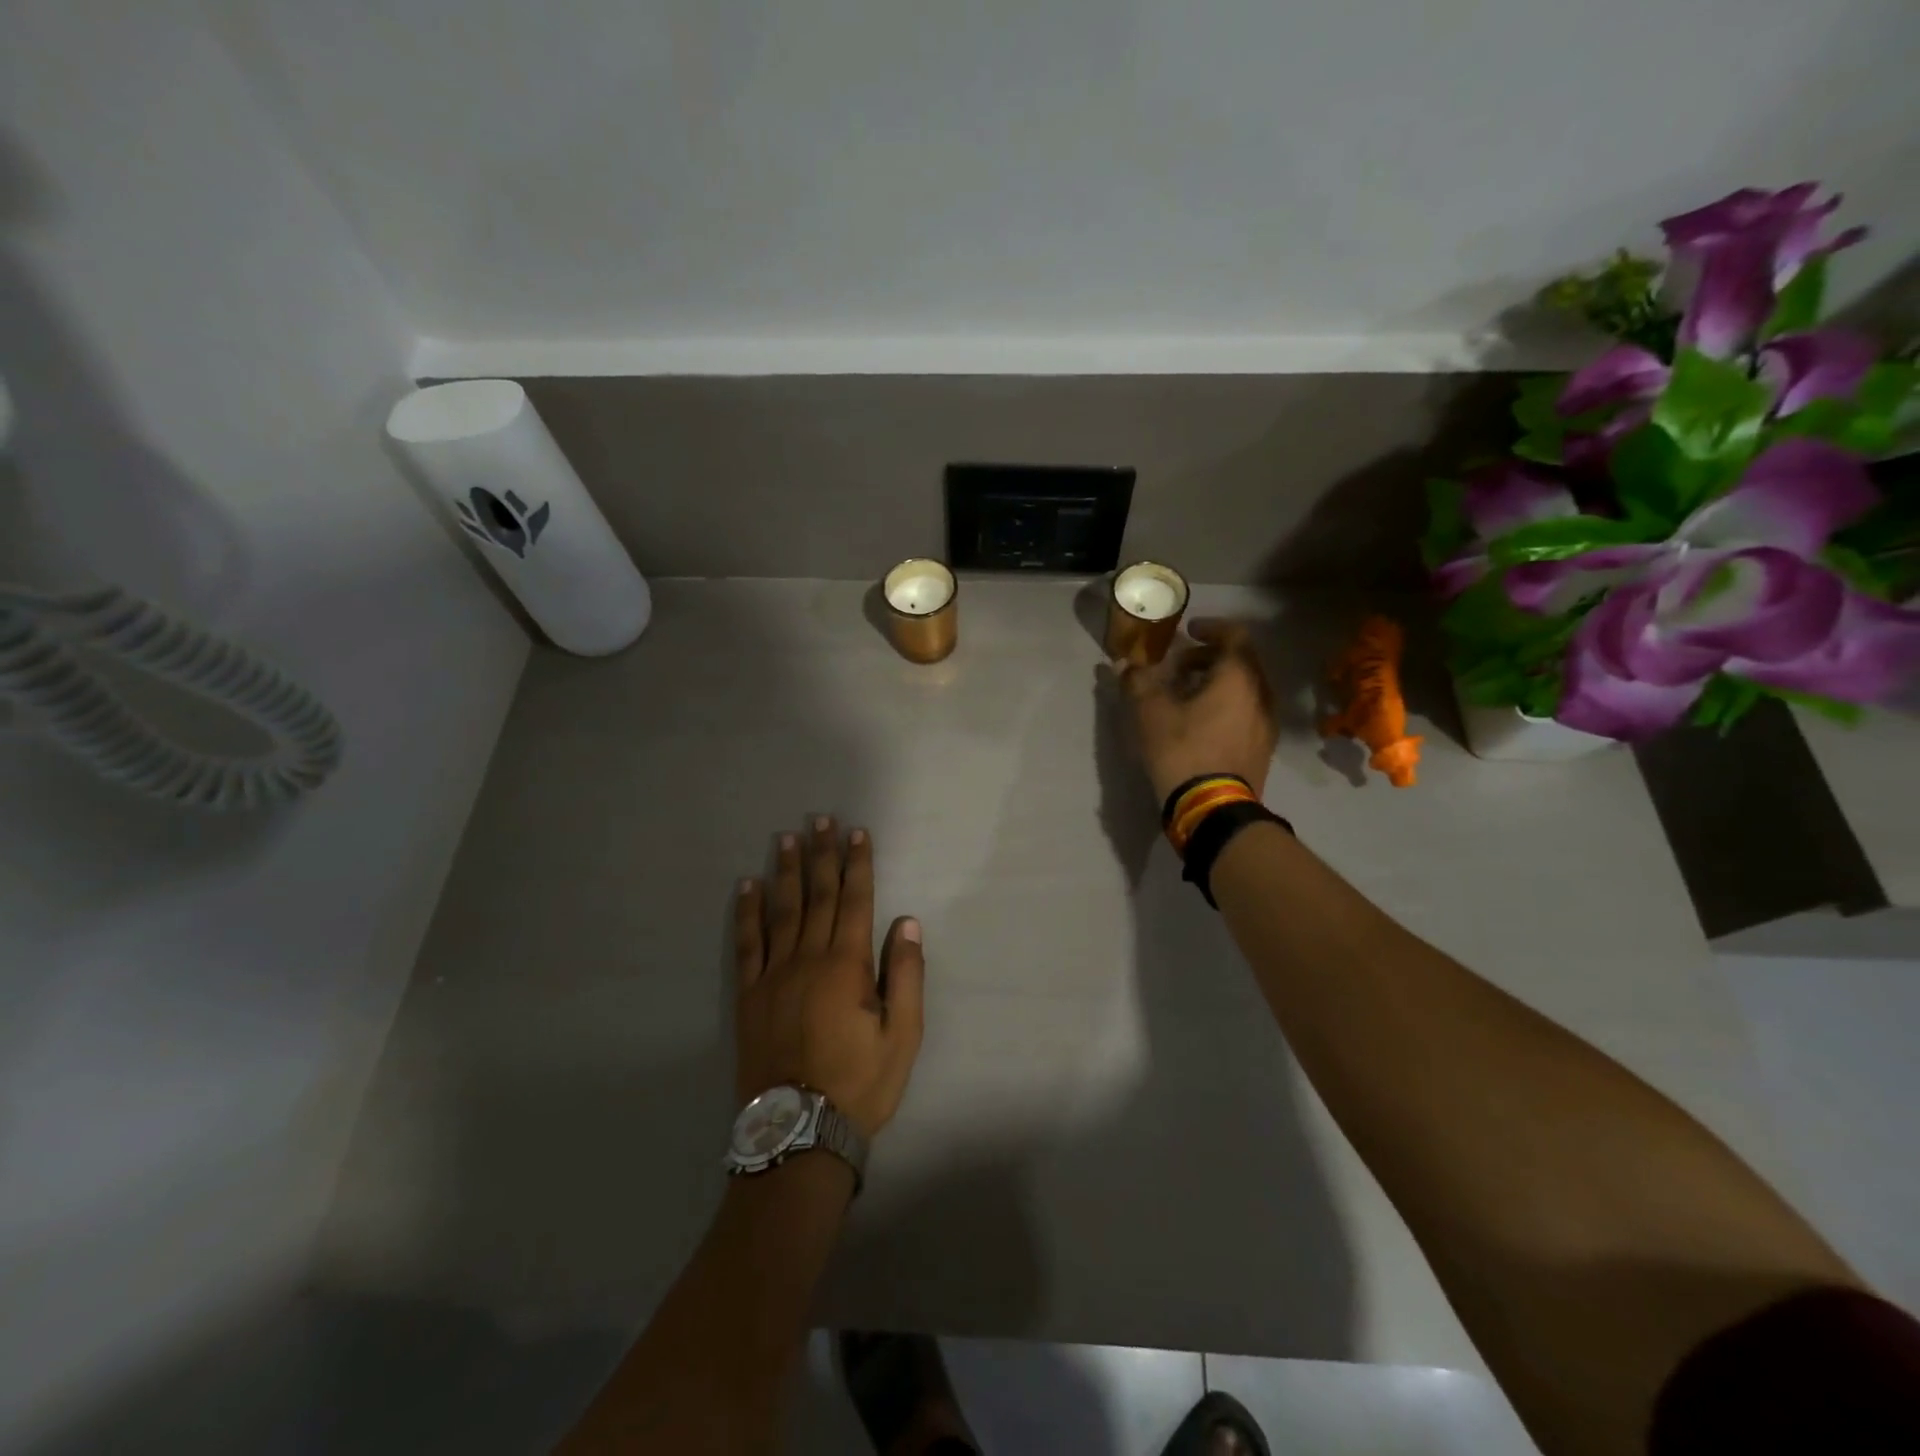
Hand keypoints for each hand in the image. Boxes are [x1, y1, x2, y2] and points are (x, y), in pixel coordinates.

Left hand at [734, 818, 924, 1139]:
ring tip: (786, 839)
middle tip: (820, 820)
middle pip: (816, 895)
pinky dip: (747, 912)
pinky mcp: (749, 995)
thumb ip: (905, 975)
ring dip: (785, 871)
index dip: (857, 864)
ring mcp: (773, 974)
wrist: (798, 1132)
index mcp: (846, 965)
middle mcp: (808, 958)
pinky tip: (747, 887)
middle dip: (821, 855)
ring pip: (781, 910)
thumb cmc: (859, 1084)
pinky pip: (747, 943)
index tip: (857, 833)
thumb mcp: (903, 1036)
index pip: (854, 901)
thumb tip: (906, 922)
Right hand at [1118, 619, 1276, 801]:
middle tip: (1178, 667)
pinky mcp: (1262, 747)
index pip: (1234, 635)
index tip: (1188, 631)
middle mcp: (1261, 694)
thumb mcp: (1150, 713)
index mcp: (1239, 677)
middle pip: (1240, 662)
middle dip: (1208, 658)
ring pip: (1244, 688)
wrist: (1213, 810)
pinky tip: (1200, 723)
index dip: (1210, 628)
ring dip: (1216, 683)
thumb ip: (1137, 681)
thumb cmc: (1183, 751)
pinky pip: (1246, 711)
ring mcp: (1266, 723)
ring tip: (1185, 695)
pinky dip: (1225, 705)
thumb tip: (1123, 664)